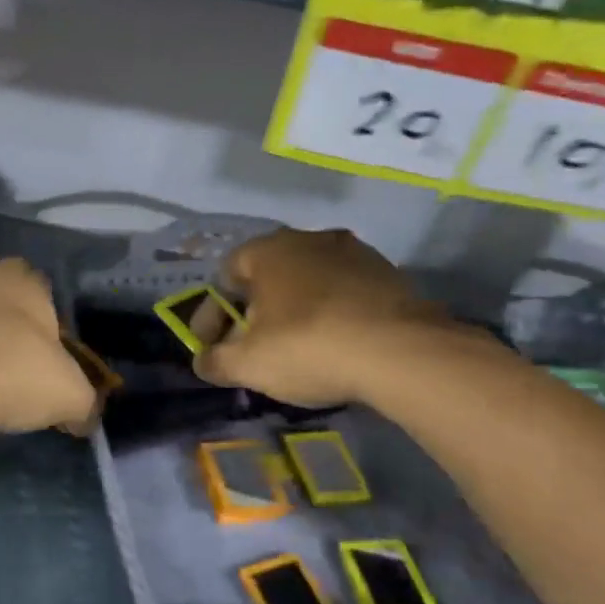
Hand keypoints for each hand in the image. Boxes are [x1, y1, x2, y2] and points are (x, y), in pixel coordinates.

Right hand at [194, 228, 464, 408]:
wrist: (401, 351)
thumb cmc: (308, 347)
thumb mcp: (247, 364)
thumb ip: (215, 361)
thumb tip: (203, 361)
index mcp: (268, 250)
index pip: (225, 275)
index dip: (212, 314)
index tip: (211, 346)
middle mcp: (308, 239)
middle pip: (268, 277)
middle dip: (254, 311)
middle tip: (251, 347)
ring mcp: (353, 252)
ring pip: (308, 282)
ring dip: (295, 310)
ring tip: (295, 348)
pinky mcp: (388, 274)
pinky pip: (344, 293)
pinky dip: (331, 314)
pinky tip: (335, 344)